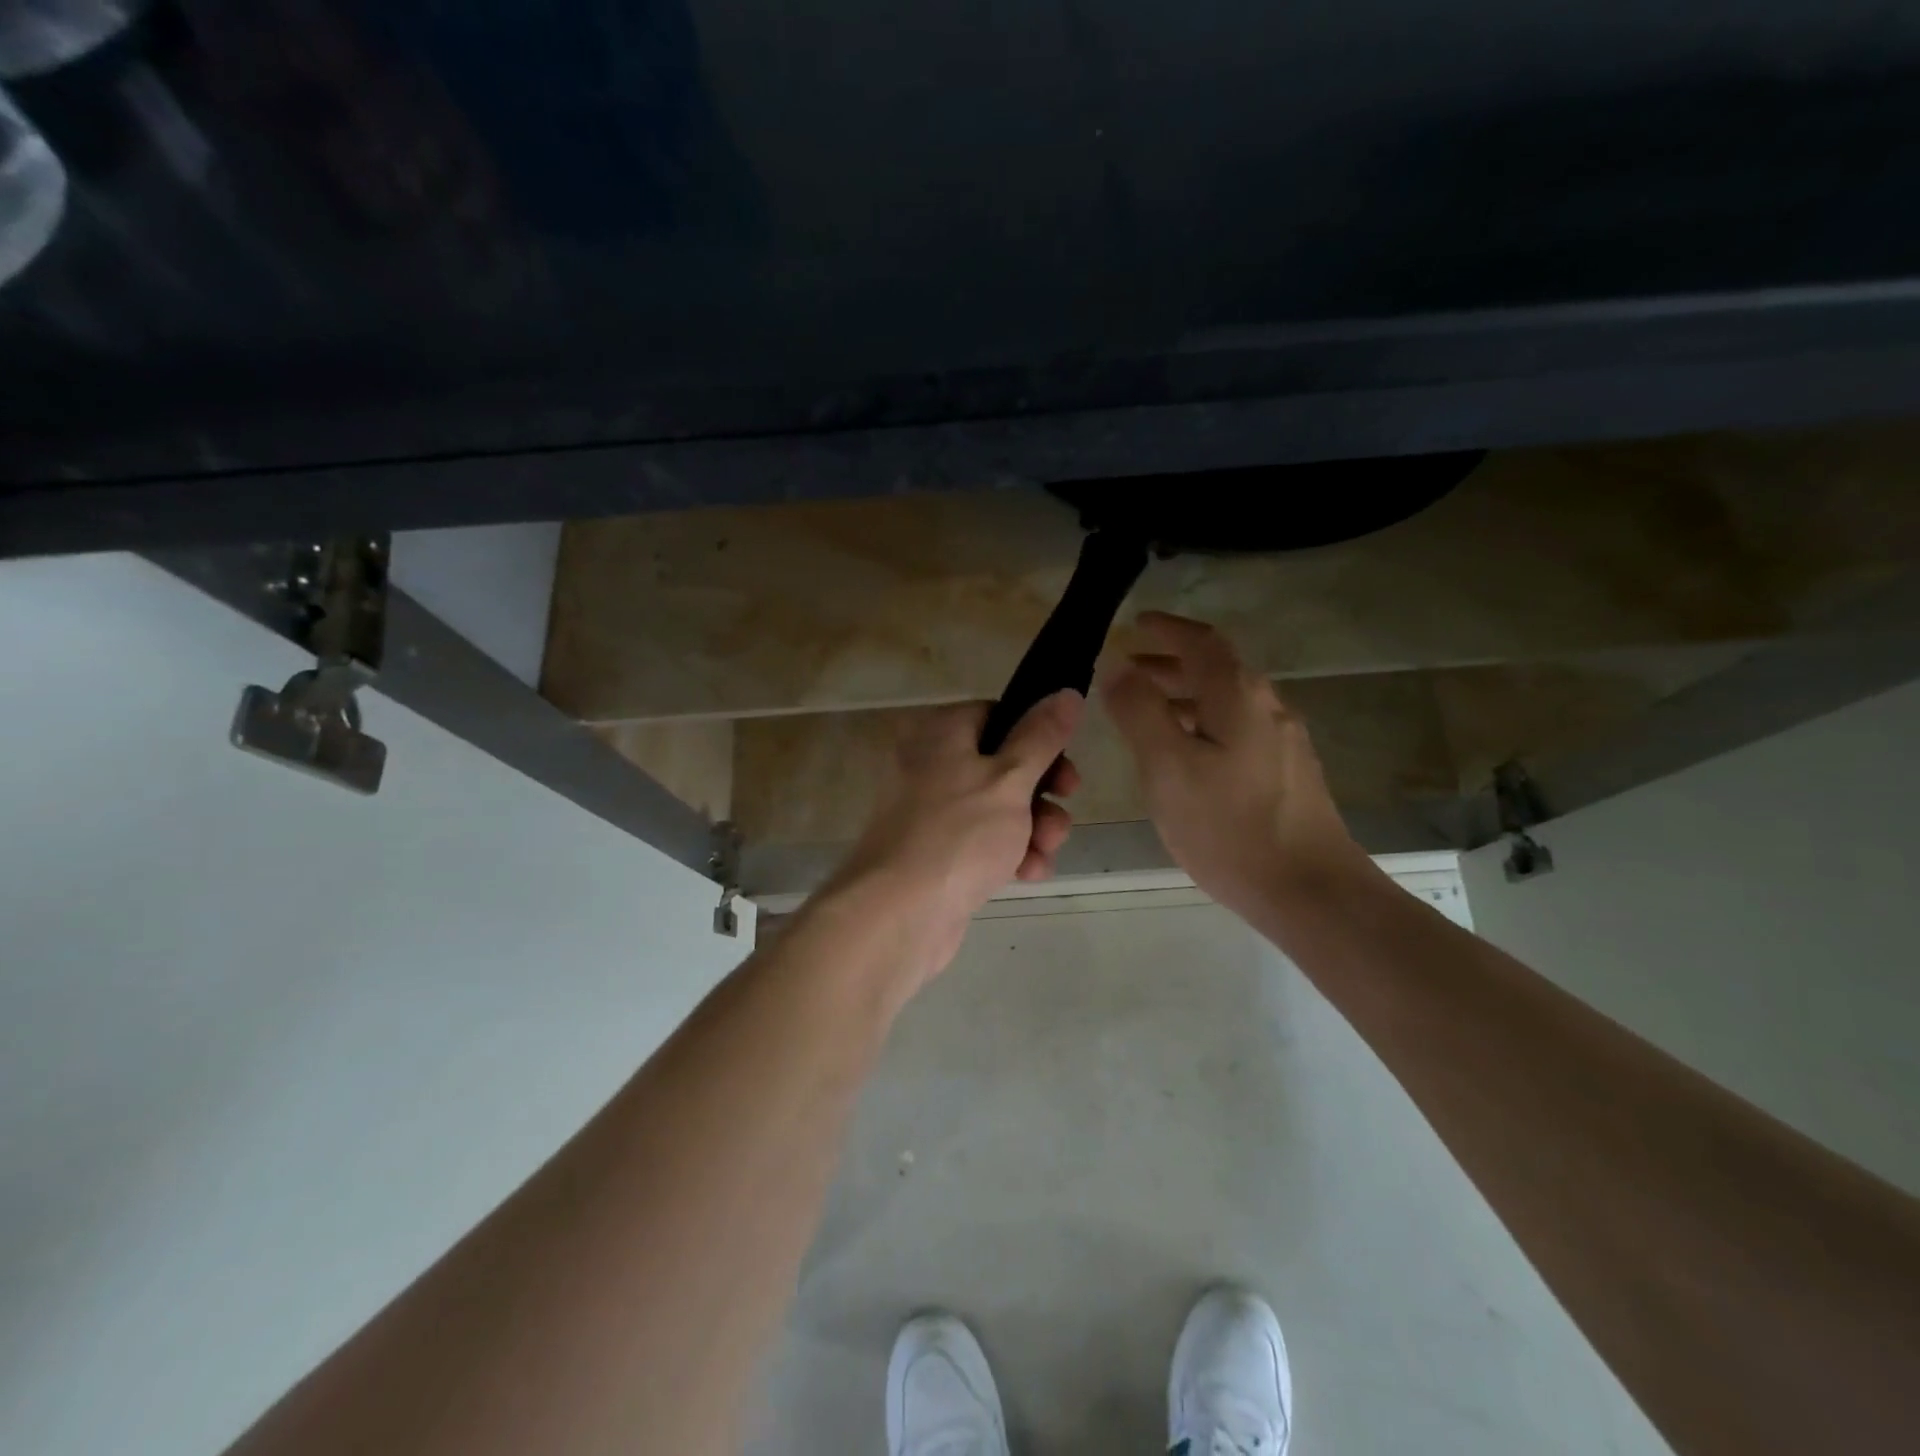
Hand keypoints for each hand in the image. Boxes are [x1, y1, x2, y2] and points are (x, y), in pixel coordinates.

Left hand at [820, 690, 1084, 985]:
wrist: (897, 915)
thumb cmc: (958, 835)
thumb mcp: (1010, 779)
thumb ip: (1042, 737)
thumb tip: (1066, 692)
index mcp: (941, 734)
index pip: (997, 716)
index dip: (1037, 738)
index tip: (1065, 766)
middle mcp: (931, 766)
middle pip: (1002, 765)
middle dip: (1041, 793)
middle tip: (1063, 809)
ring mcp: (931, 813)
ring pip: (997, 808)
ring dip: (1032, 828)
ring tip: (1046, 851)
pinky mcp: (936, 854)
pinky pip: (981, 843)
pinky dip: (1008, 853)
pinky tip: (1029, 874)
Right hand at [1101, 613, 1368, 919]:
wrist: (1311, 891)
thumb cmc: (1229, 826)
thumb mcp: (1167, 766)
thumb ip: (1139, 711)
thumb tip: (1119, 667)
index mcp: (1238, 696)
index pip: (1201, 642)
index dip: (1167, 629)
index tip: (1136, 624)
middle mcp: (1268, 707)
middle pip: (1217, 669)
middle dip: (1171, 664)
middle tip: (1130, 669)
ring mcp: (1284, 742)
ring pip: (1227, 702)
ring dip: (1185, 696)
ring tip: (1148, 712)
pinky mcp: (1287, 774)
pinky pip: (1238, 730)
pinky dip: (1204, 724)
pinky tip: (1187, 756)